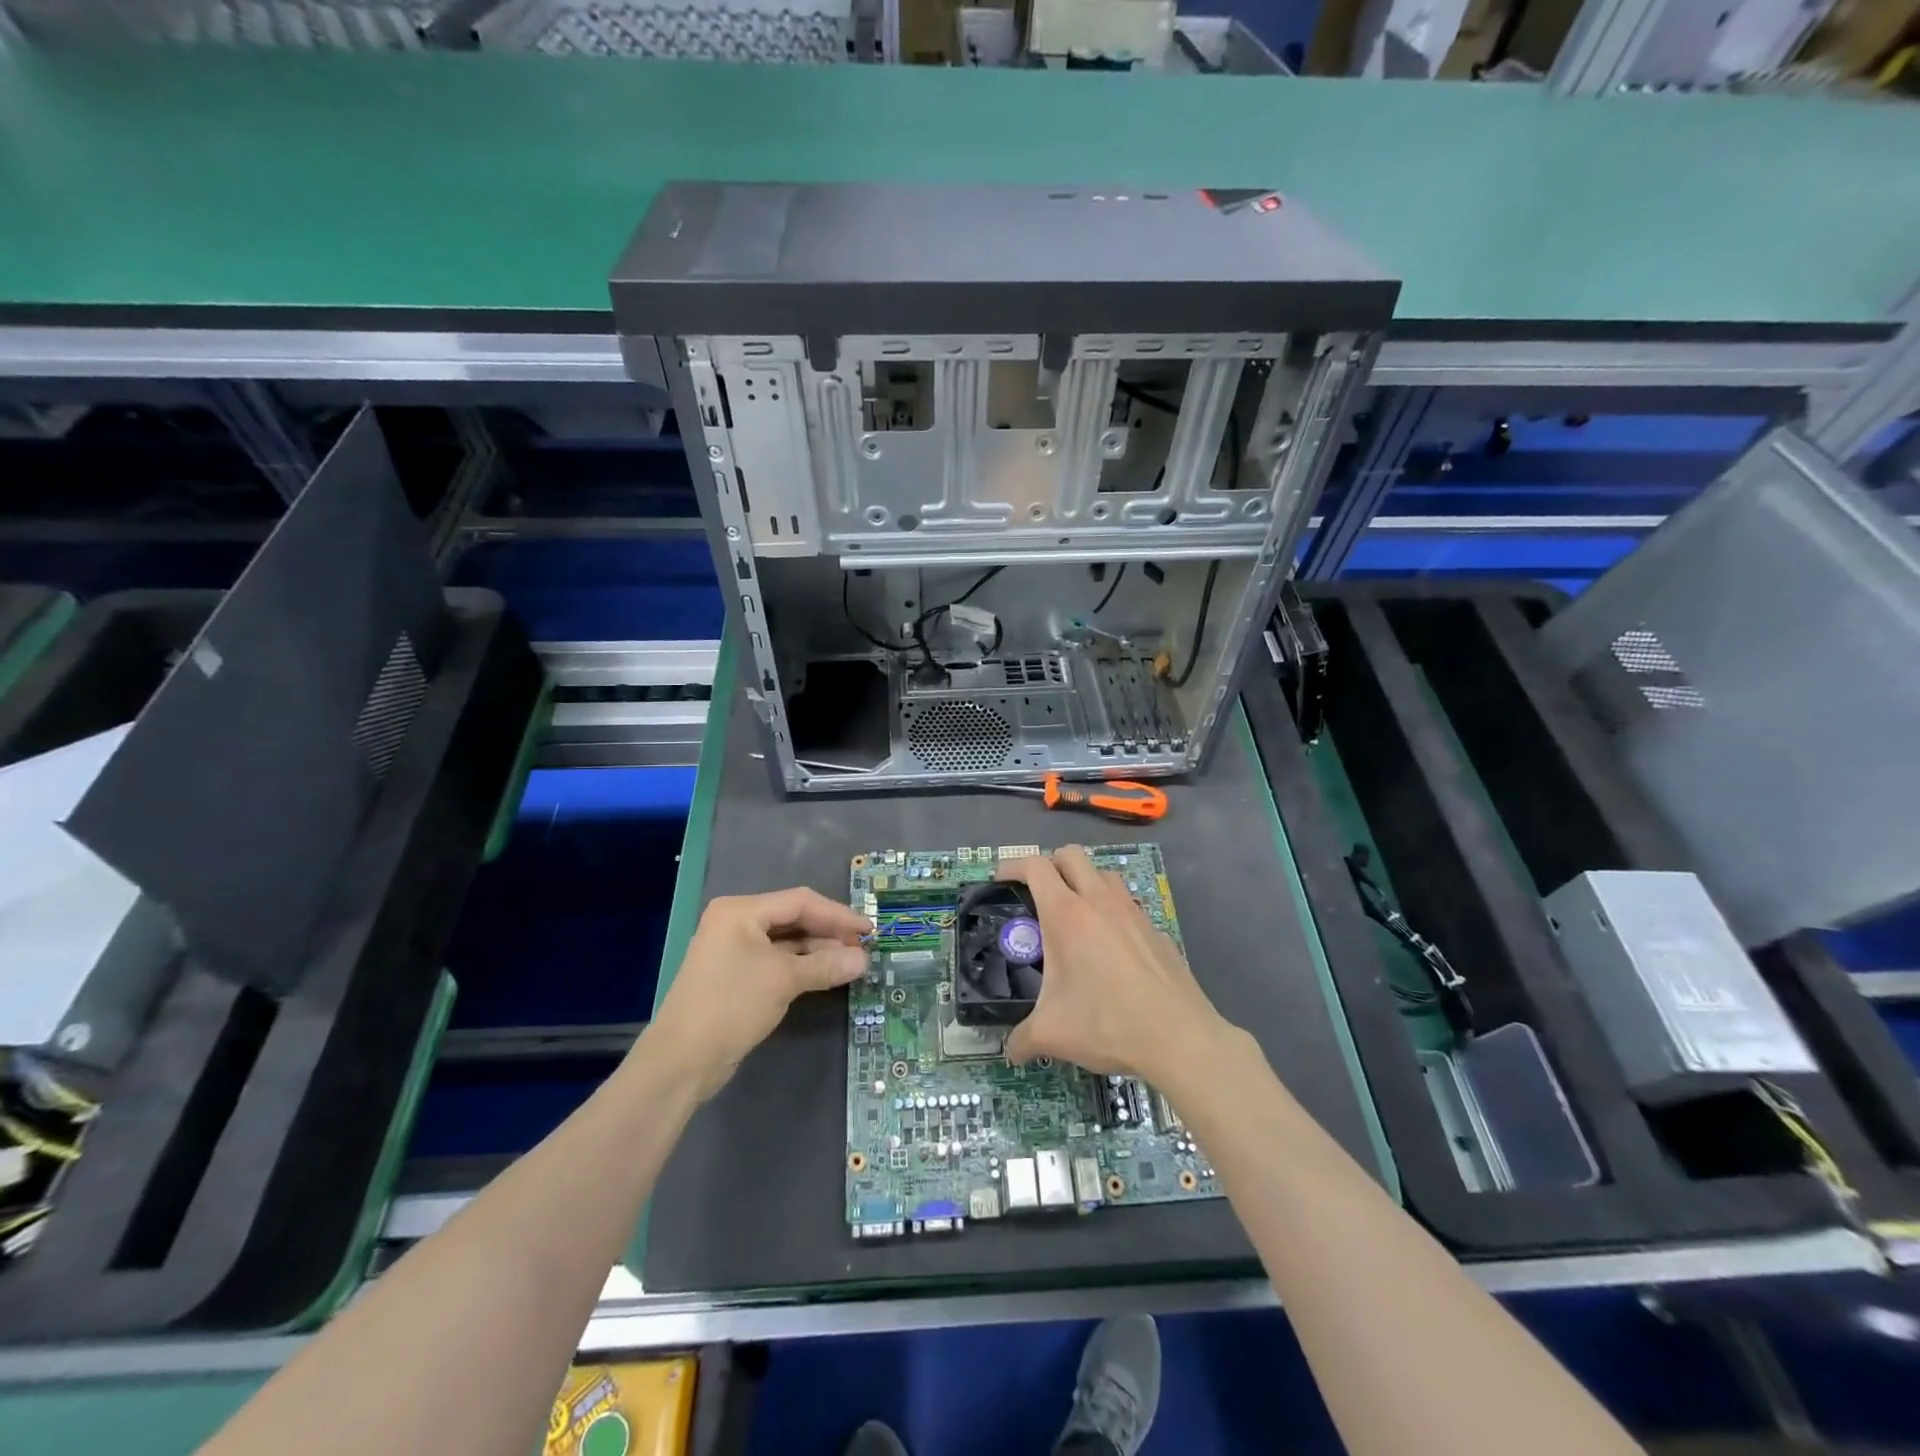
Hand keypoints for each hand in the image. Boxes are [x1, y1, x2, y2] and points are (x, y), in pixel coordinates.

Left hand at [648, 888, 870, 1100]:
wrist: (681, 1060)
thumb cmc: (732, 1005)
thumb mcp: (784, 980)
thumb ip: (826, 965)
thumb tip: (863, 960)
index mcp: (741, 911)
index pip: (800, 902)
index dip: (838, 915)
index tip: (868, 930)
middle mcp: (735, 923)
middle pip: (793, 919)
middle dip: (828, 933)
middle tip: (862, 947)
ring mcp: (733, 950)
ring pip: (786, 942)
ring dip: (817, 951)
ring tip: (851, 962)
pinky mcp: (735, 976)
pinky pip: (776, 961)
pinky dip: (801, 966)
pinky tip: (825, 974)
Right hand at [997, 846, 1235, 1084]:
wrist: (1178, 1037)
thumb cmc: (1107, 1024)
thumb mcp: (1052, 1034)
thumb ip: (1023, 1039)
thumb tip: (1011, 1051)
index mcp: (1066, 915)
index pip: (1035, 866)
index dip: (1013, 865)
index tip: (1001, 879)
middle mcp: (1099, 901)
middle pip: (1070, 854)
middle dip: (1049, 864)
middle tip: (1037, 892)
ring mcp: (1132, 911)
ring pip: (1103, 873)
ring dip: (1083, 880)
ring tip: (1074, 913)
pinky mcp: (1155, 929)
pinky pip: (1127, 903)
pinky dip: (1111, 909)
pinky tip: (1110, 945)